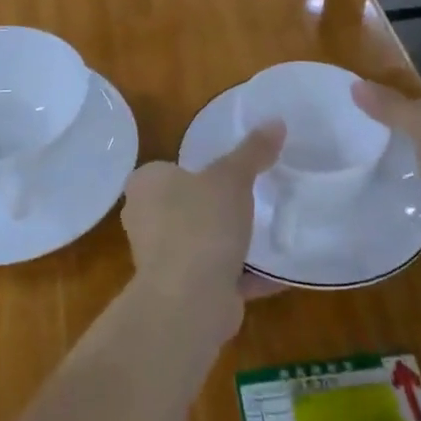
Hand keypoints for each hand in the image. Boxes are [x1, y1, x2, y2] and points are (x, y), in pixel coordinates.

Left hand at [121, 122, 285, 336]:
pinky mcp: (181, 292)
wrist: (188, 299)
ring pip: (199, 243)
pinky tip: (276, 273)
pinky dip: (243, 275)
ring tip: (265, 234)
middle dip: (213, 208)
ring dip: (227, 244)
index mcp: (145, 185)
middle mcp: (144, 220)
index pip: (167, 170)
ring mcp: (160, 259)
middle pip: (183, 207)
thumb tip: (276, 121)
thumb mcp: (232, 177)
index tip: (228, 173)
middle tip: (251, 200)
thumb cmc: (201, 223)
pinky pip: (217, 276)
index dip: (195, 170)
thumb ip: (253, 151)